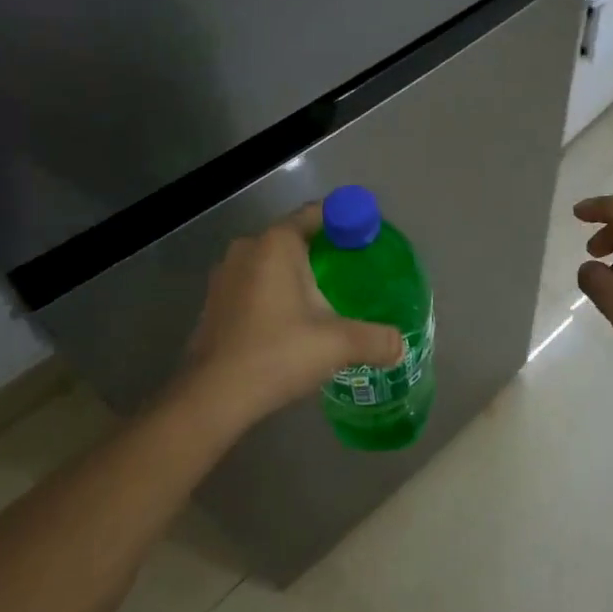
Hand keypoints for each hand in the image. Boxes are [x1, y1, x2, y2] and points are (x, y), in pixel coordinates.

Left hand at [182, 205, 404, 427]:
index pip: (318, 213)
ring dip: (295, 273)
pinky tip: (290, 321)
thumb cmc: (277, 354)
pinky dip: (273, 292)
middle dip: (323, 250)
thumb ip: (376, 339)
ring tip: (324, 298)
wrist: (212, 398)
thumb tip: (401, 346)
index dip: (346, 220)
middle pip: (295, 236)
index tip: (367, 237)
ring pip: (271, 262)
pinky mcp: (214, 301)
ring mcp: (224, 274)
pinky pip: (253, 283)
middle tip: (353, 271)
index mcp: (277, 243)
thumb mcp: (338, 345)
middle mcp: (248, 248)